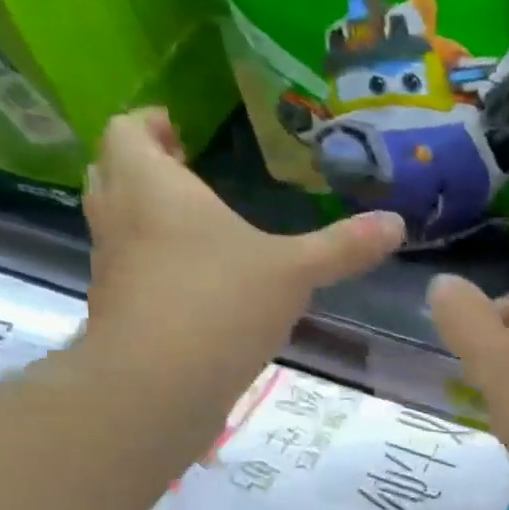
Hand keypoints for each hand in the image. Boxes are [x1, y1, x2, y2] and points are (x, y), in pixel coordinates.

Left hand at [84, 108, 402, 367]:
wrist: (157, 386)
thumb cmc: (221, 303)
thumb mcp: (296, 271)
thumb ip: (343, 246)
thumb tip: (397, 223)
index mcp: (153, 186)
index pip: (128, 130)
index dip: (150, 124)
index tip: (179, 131)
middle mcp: (120, 216)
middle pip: (111, 170)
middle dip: (145, 166)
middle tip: (186, 172)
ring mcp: (112, 265)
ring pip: (117, 221)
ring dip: (145, 214)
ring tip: (196, 225)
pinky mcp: (117, 309)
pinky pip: (130, 267)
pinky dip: (152, 261)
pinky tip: (197, 282)